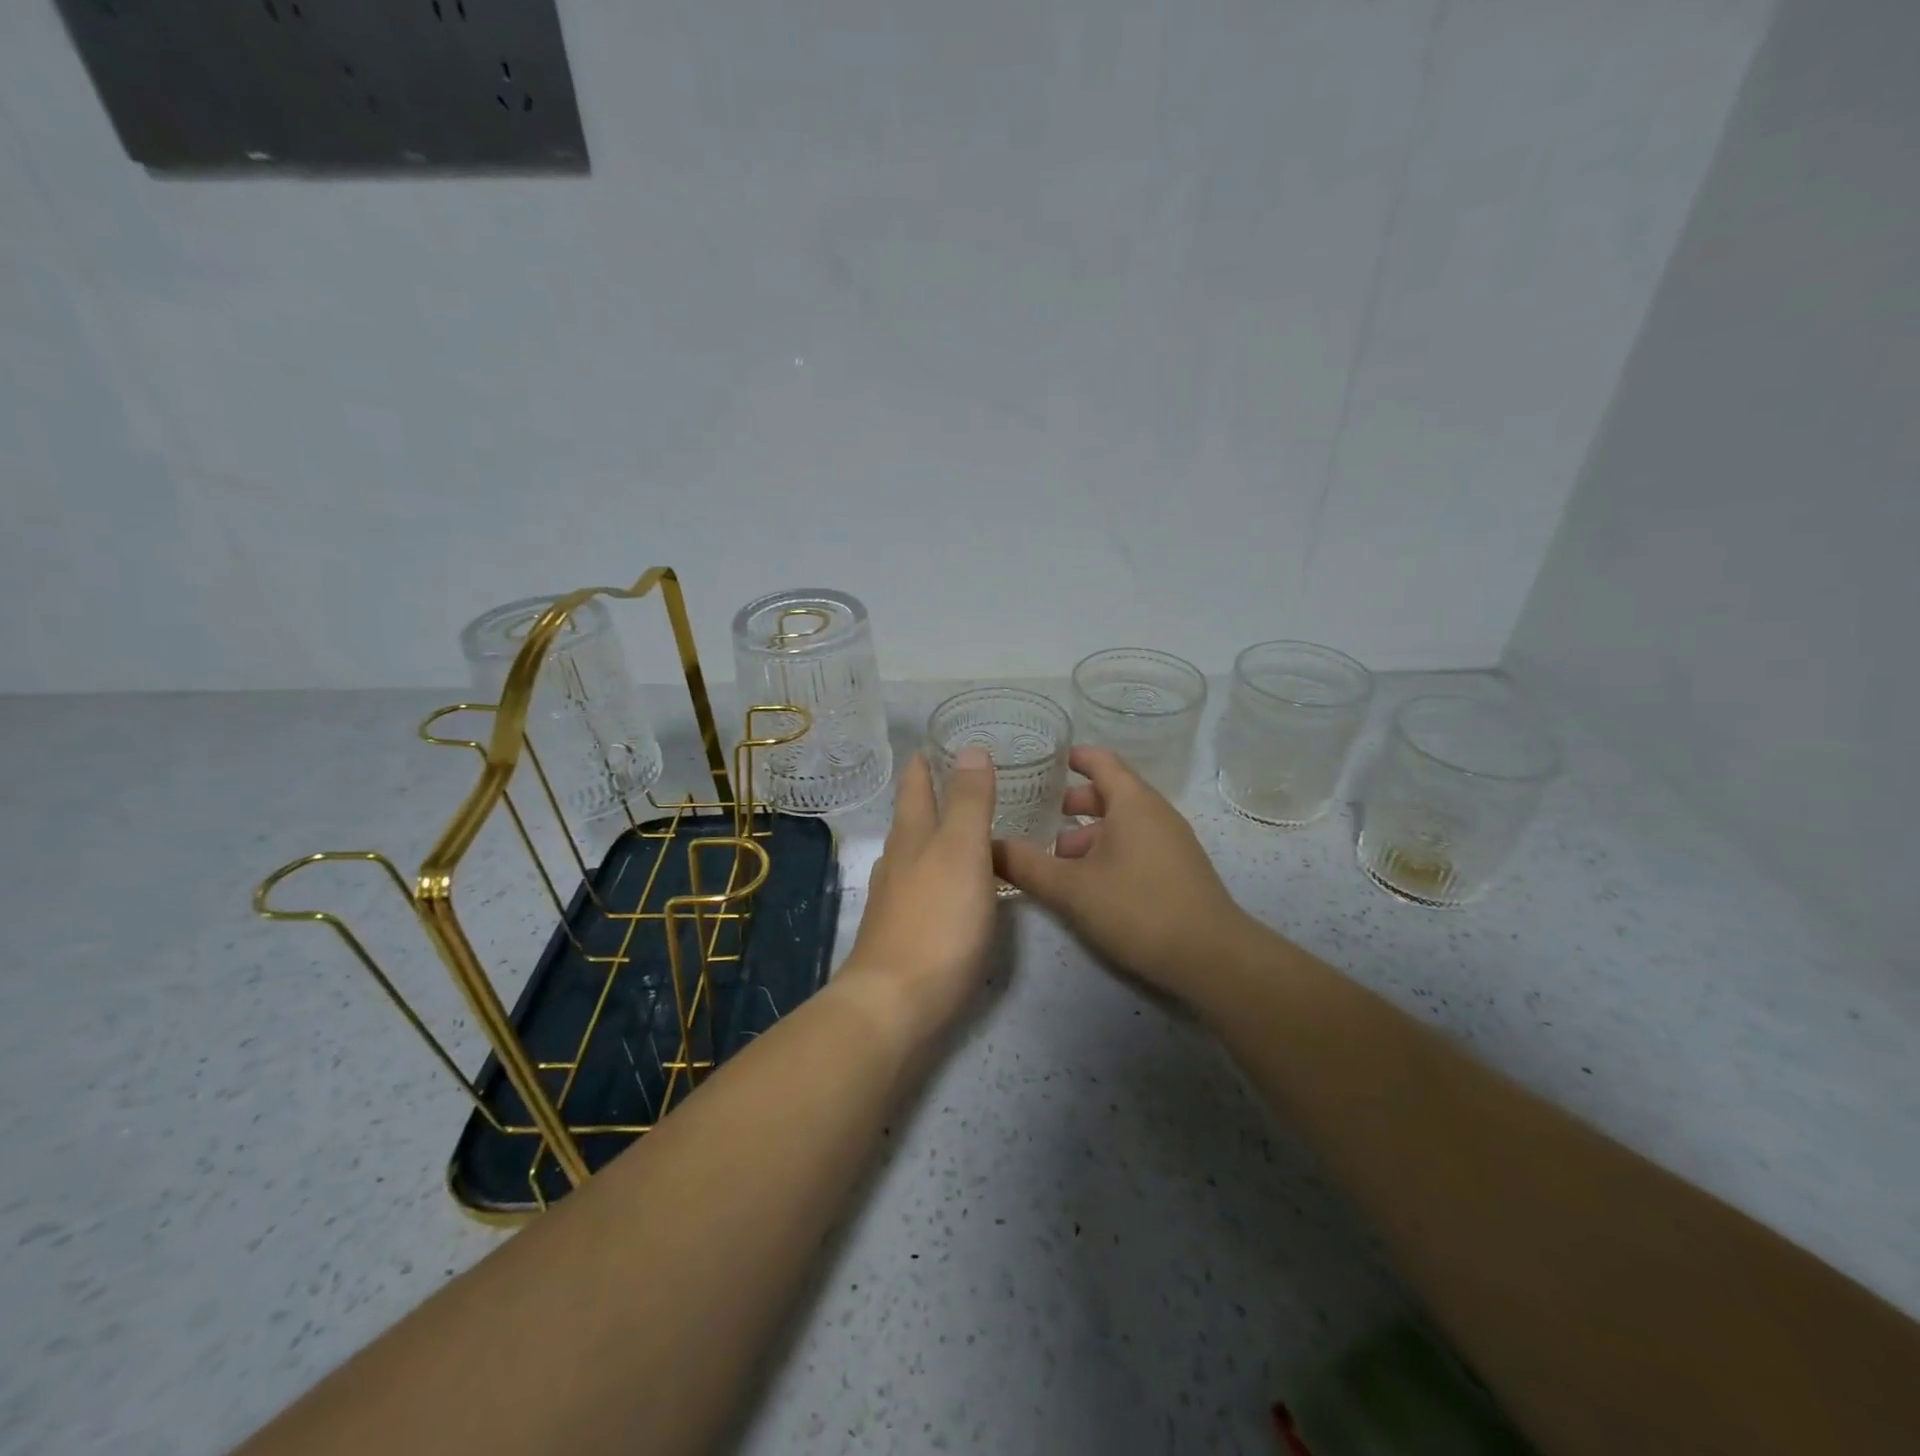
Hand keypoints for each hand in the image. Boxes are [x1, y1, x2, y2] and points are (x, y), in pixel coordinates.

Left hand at [834, 747, 1000, 1039]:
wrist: (895, 1004)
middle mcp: (897, 864)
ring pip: (912, 857)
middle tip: (952, 781)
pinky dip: (936, 877)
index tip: (932, 745)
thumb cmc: (937, 921)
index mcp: (912, 838)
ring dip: (931, 839)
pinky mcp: (901, 937)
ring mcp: (894, 903)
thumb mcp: (962, 851)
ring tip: (956, 832)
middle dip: (926, 799)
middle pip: (910, 821)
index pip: (915, 788)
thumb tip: (970, 748)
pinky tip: (949, 891)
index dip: (923, 765)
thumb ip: (969, 802)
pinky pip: (921, 892)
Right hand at [994, 746, 1253, 1002]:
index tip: (1046, 760)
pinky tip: (1089, 881)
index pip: (1101, 761)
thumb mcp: (1071, 889)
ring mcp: (1172, 841)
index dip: (1073, 757)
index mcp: (1133, 802)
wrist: (1211, 957)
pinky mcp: (1179, 869)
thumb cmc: (1137, 908)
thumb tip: (987, 847)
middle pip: (1111, 792)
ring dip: (1089, 832)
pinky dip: (1108, 849)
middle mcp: (1155, 813)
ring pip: (1123, 823)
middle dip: (1074, 801)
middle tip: (1039, 813)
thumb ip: (1026, 865)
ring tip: (1056, 855)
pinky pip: (1137, 844)